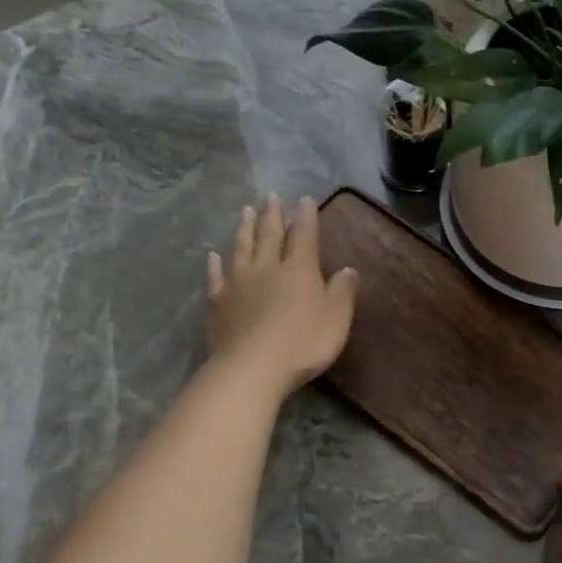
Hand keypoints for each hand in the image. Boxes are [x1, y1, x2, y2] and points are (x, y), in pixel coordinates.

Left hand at [205, 194, 358, 394]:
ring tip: (245, 211)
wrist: (253, 367)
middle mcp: (268, 268)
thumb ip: (343, 291)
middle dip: (272, 215)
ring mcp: (239, 283)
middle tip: (270, 196)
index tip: (304, 199)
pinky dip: (215, 264)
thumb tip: (347, 269)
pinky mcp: (218, 302)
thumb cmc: (303, 342)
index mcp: (299, 269)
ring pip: (242, 248)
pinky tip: (214, 255)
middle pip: (270, 235)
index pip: (304, 236)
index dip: (306, 217)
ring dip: (244, 228)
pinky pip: (216, 276)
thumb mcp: (337, 317)